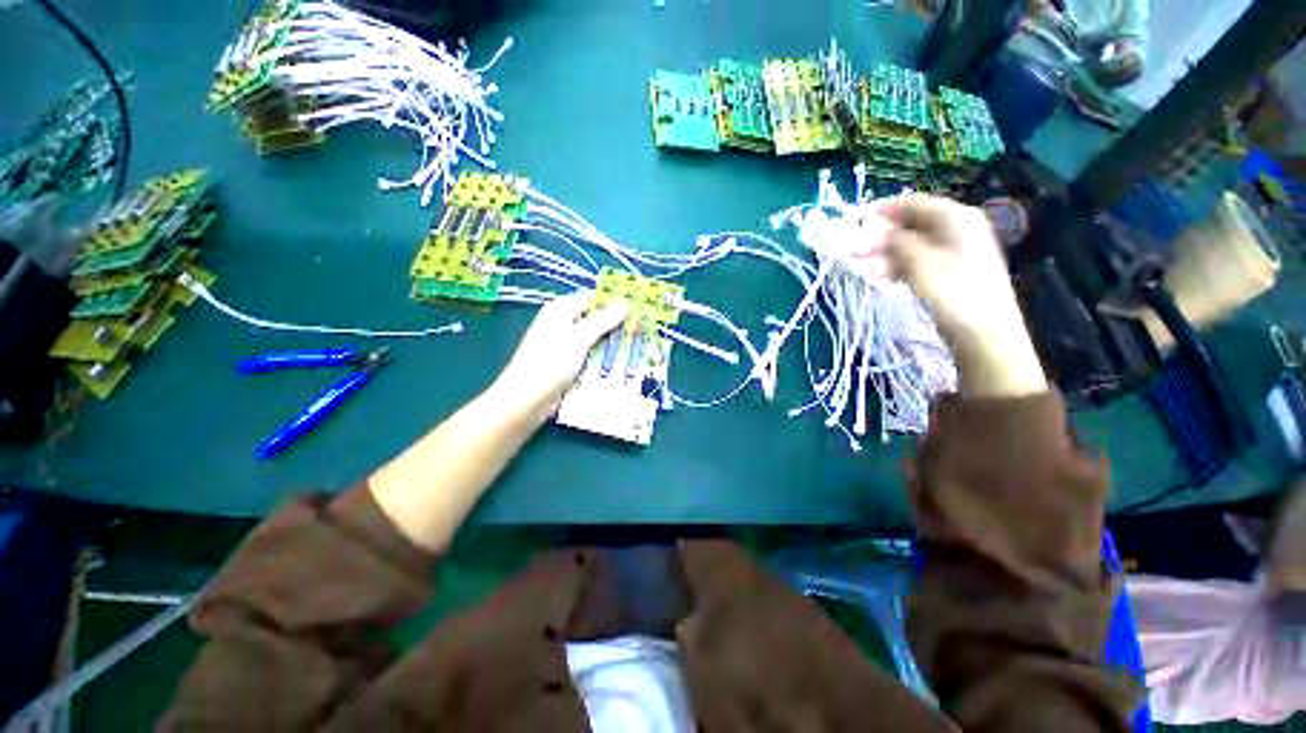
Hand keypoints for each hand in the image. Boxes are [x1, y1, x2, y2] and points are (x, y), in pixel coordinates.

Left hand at [490, 292, 630, 424]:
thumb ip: (603, 320)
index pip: (593, 299)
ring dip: (612, 346)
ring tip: (638, 349)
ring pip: (595, 341)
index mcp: (561, 310)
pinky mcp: (567, 365)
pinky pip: (590, 357)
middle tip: (642, 332)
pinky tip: (621, 366)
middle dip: (617, 327)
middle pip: (595, 321)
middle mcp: (562, 325)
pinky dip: (603, 360)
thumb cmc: (551, 363)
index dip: (614, 303)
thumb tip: (624, 304)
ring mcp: (564, 346)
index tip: (639, 309)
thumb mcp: (580, 338)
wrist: (526, 400)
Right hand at [875, 194, 1046, 397]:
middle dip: (878, 237)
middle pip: (910, 226)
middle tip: (851, 249)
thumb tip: (878, 231)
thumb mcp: (920, 261)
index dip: (882, 210)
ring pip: (909, 246)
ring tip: (857, 265)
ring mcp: (952, 252)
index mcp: (955, 218)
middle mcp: (955, 229)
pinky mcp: (946, 273)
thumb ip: (897, 241)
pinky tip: (876, 275)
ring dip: (882, 254)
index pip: (913, 204)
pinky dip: (895, 266)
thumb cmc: (952, 291)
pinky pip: (915, 262)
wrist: (983, 333)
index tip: (855, 221)